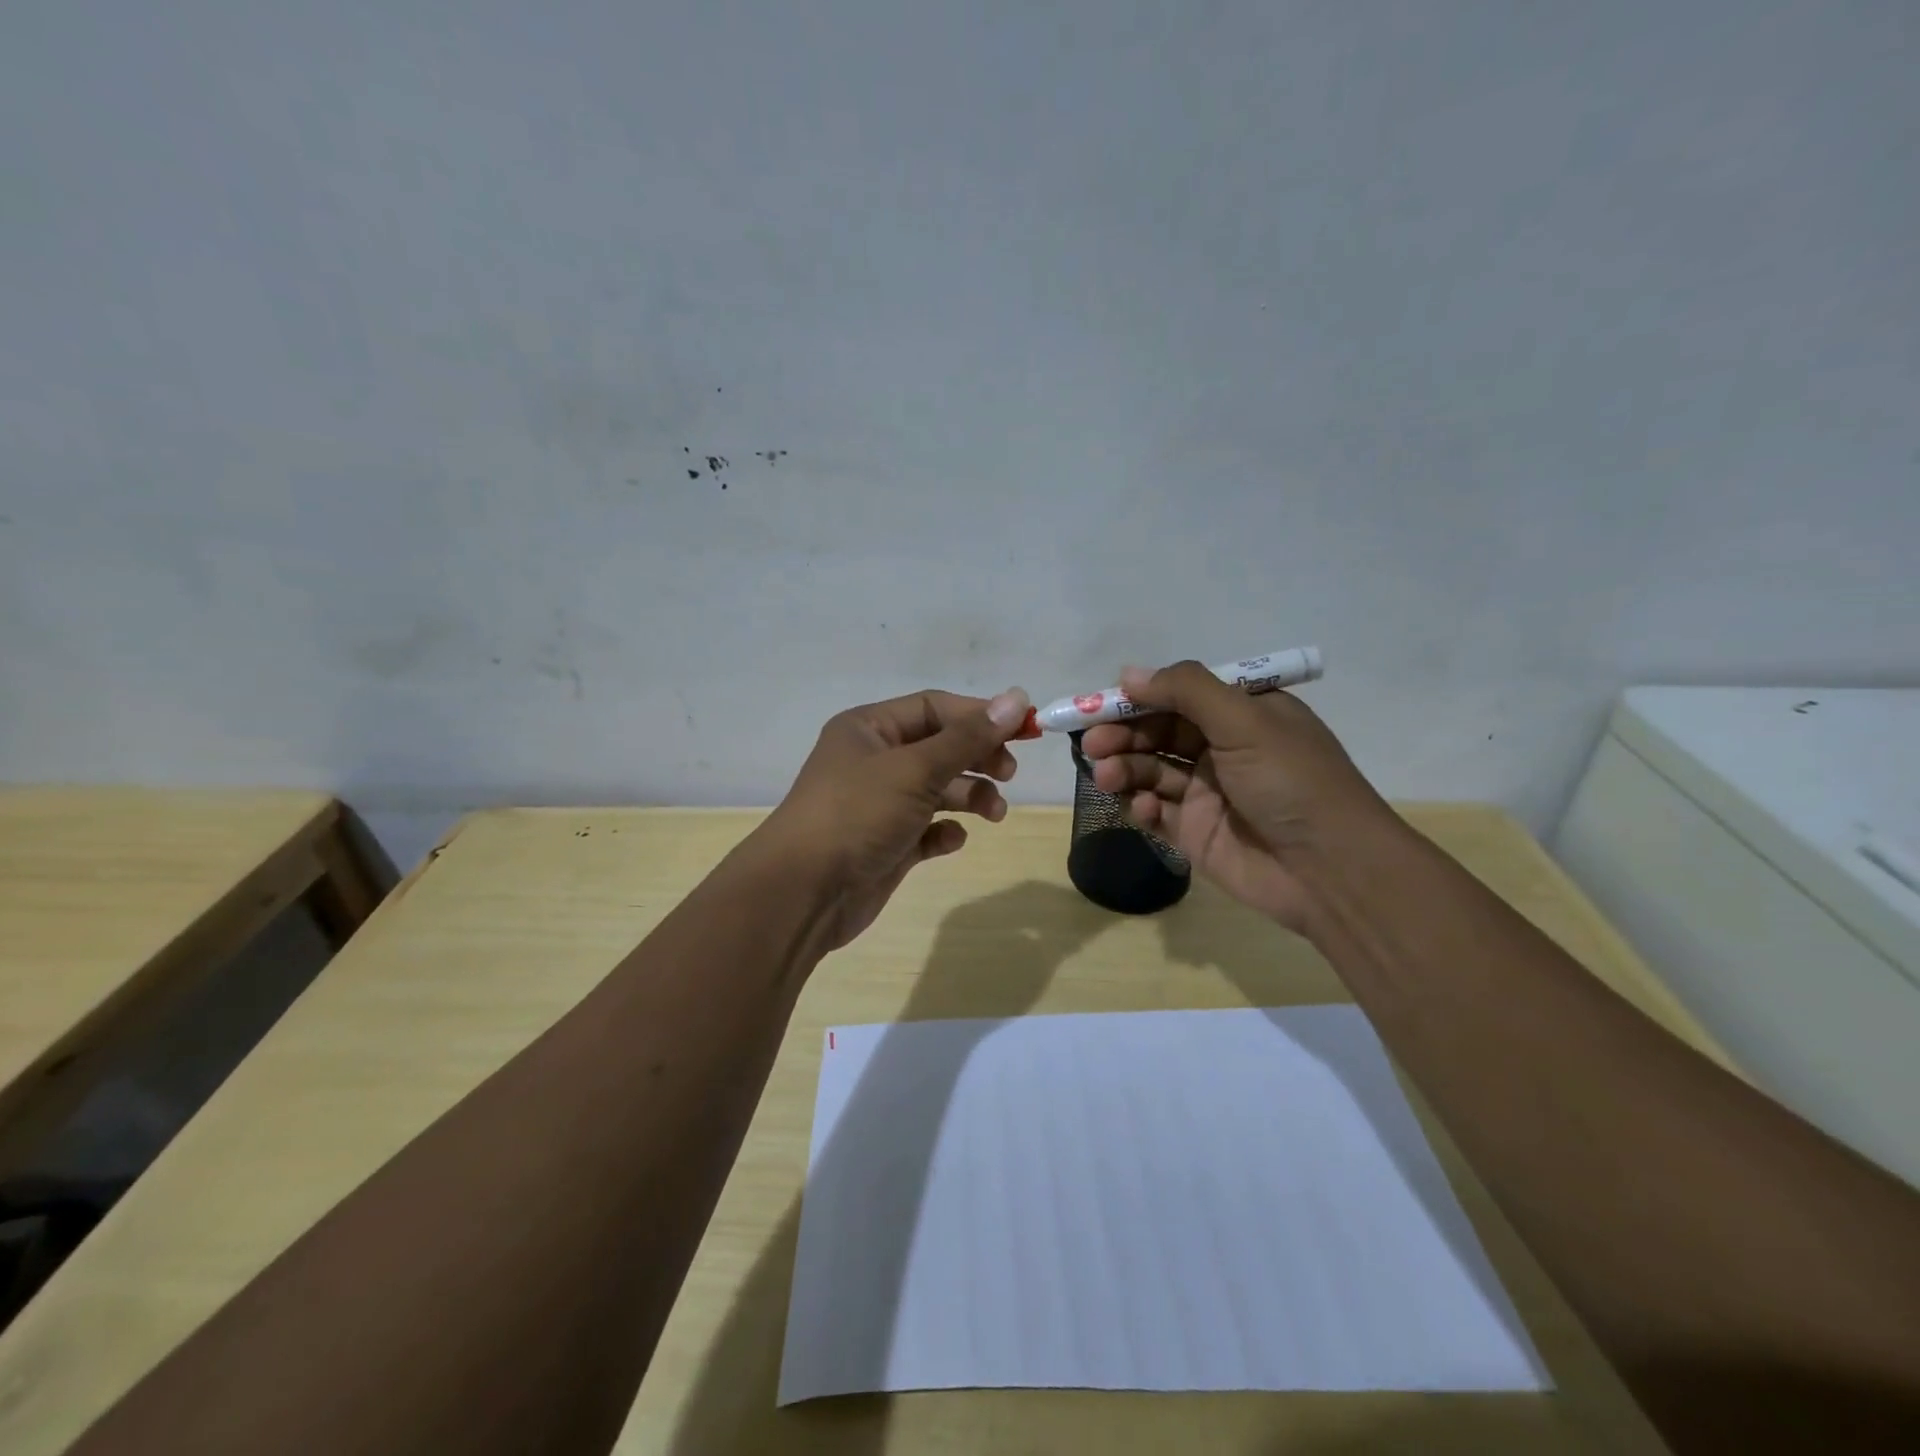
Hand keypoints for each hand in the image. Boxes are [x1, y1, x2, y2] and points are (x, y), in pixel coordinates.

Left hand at [758, 686, 1031, 949]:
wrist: (804, 893)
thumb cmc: (857, 814)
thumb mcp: (916, 769)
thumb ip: (968, 738)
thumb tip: (1016, 698)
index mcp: (869, 729)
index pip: (934, 707)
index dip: (979, 715)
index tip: (1023, 729)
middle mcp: (873, 761)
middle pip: (939, 747)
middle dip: (977, 757)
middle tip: (1009, 773)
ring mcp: (879, 804)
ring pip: (937, 789)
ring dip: (970, 795)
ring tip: (995, 813)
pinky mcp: (886, 844)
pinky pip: (926, 829)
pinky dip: (944, 832)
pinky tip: (952, 839)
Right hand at [1078, 661, 1398, 929]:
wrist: (1329, 870)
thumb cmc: (1291, 781)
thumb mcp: (1245, 720)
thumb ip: (1186, 690)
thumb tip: (1128, 673)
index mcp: (1242, 715)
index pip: (1179, 696)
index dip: (1138, 698)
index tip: (1098, 705)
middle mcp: (1223, 749)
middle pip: (1158, 733)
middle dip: (1123, 735)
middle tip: (1093, 744)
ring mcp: (1208, 793)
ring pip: (1151, 771)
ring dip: (1125, 769)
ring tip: (1107, 776)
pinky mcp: (1195, 833)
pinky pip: (1156, 812)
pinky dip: (1142, 807)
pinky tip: (1144, 810)